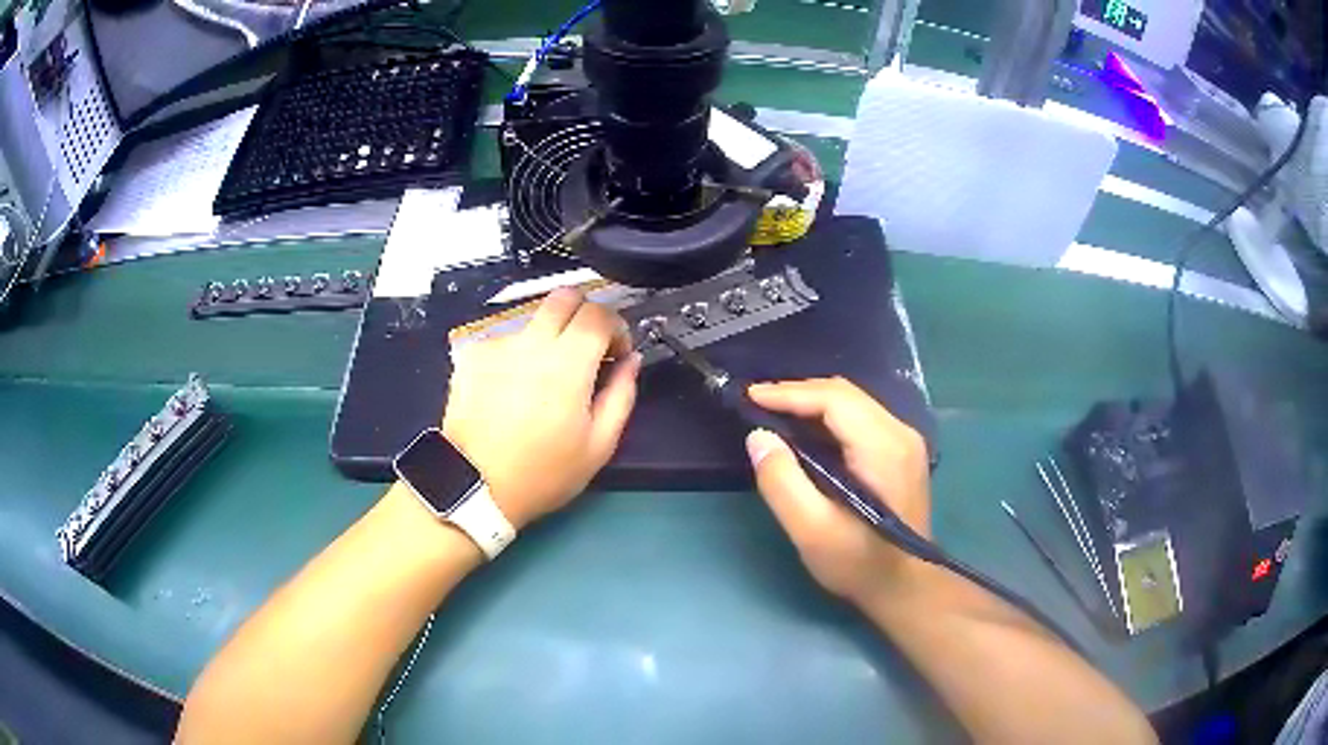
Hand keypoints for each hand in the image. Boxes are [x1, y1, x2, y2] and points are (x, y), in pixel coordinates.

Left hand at [442, 289, 641, 529]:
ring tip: (543, 380)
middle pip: (565, 297)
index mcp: (567, 363)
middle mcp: (531, 343)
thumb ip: (622, 395)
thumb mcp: (598, 446)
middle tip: (586, 348)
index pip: (599, 313)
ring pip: (534, 319)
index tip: (616, 353)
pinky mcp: (473, 355)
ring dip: (549, 337)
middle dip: (584, 314)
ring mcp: (498, 345)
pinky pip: (505, 340)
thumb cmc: (543, 472)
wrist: (474, 485)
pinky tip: (512, 389)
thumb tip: (631, 360)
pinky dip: (517, 355)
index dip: (616, 327)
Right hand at [745, 377, 930, 605]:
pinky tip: (805, 432)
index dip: (790, 393)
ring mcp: (905, 441)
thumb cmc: (858, 563)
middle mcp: (900, 433)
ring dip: (812, 403)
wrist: (904, 587)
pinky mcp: (901, 452)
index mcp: (883, 448)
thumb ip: (782, 482)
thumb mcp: (812, 531)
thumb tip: (758, 437)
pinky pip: (860, 418)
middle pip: (845, 394)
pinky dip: (828, 418)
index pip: (834, 400)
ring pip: (853, 403)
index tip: (750, 396)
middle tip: (757, 403)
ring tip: (773, 413)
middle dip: (798, 393)